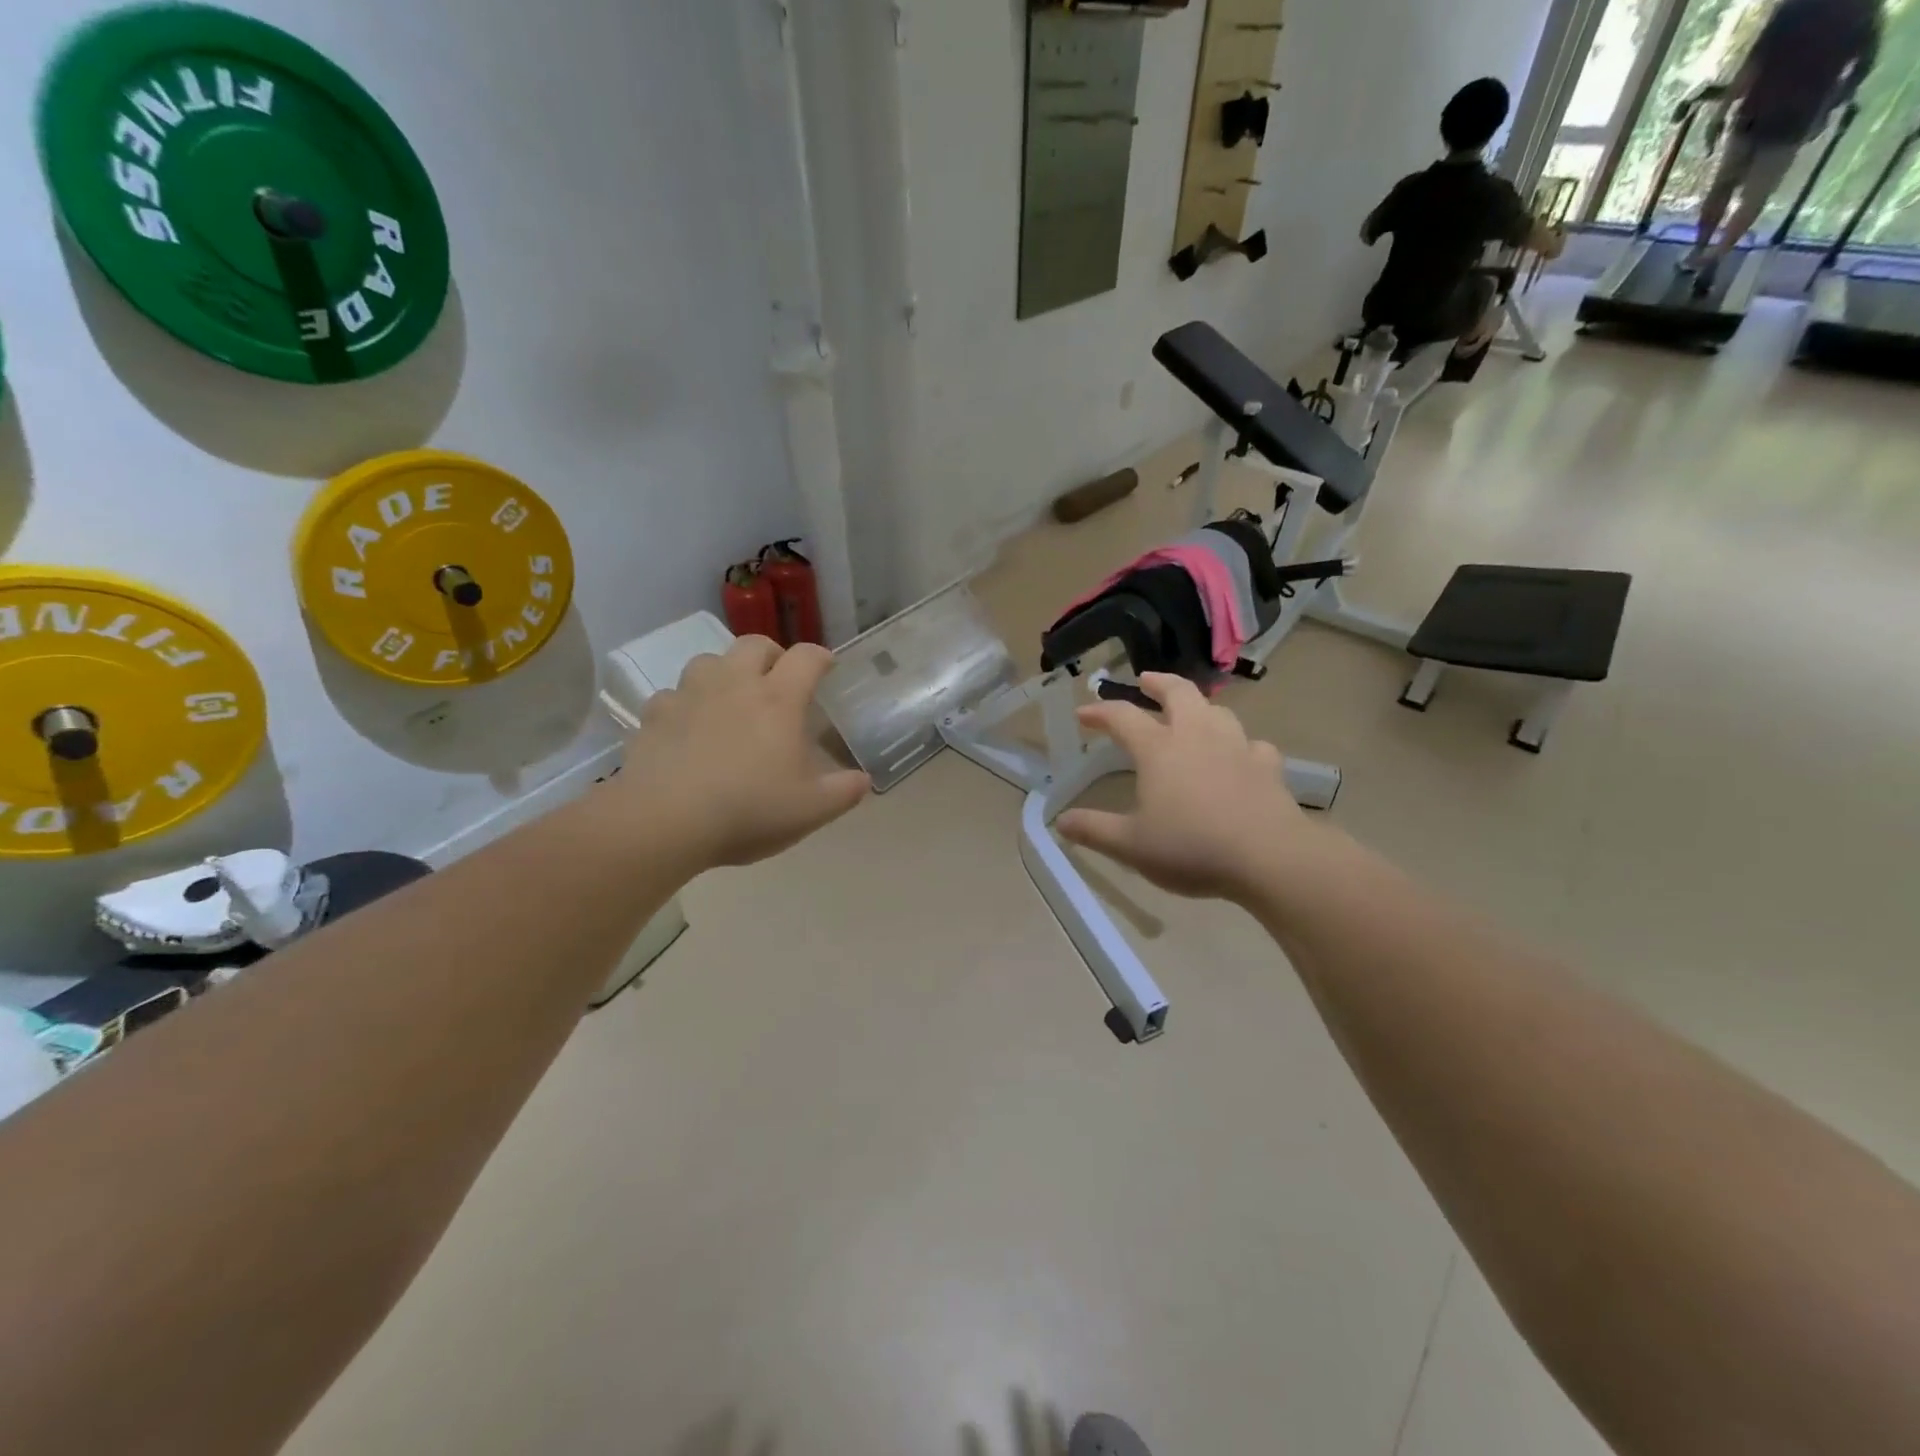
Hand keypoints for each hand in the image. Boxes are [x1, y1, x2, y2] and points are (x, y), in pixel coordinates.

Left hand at [617, 636, 869, 869]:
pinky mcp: (654, 714)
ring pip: (710, 660)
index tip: (827, 669)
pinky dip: (686, 703)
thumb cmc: (748, 811)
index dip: (821, 658)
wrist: (663, 821)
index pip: (807, 657)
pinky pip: (673, 694)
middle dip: (773, 655)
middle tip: (779, 681)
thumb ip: (844, 792)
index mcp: (778, 699)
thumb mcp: (811, 810)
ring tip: (731, 699)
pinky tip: (688, 727)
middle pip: (755, 643)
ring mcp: (690, 694)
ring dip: (726, 671)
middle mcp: (734, 683)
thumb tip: (863, 780)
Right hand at [1056, 674, 1334, 904]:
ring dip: (1199, 706)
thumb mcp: (1131, 845)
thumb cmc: (1191, 848)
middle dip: (1158, 682)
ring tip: (1191, 713)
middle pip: (1178, 693)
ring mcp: (1237, 747)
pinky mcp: (1267, 766)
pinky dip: (1240, 744)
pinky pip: (1252, 744)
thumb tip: (1060, 822)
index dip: (1099, 712)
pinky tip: (1239, 755)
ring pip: (1217, 711)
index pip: (1122, 717)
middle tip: (1144, 680)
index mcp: (1159, 749)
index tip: (1082, 714)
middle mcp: (1197, 736)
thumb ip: (1094, 830)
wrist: (1269, 857)